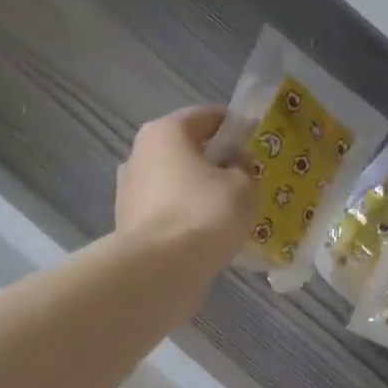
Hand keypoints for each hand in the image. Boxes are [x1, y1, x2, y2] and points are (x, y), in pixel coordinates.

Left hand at [116, 107, 256, 281]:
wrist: (160, 270)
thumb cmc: (205, 214)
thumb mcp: (244, 186)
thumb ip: (244, 168)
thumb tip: (234, 167)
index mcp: (165, 132)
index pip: (207, 116)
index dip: (236, 127)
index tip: (258, 145)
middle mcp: (139, 154)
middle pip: (187, 150)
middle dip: (216, 162)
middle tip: (246, 180)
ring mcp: (129, 191)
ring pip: (175, 183)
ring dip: (199, 192)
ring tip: (229, 213)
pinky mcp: (129, 225)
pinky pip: (167, 212)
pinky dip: (186, 218)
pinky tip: (208, 235)